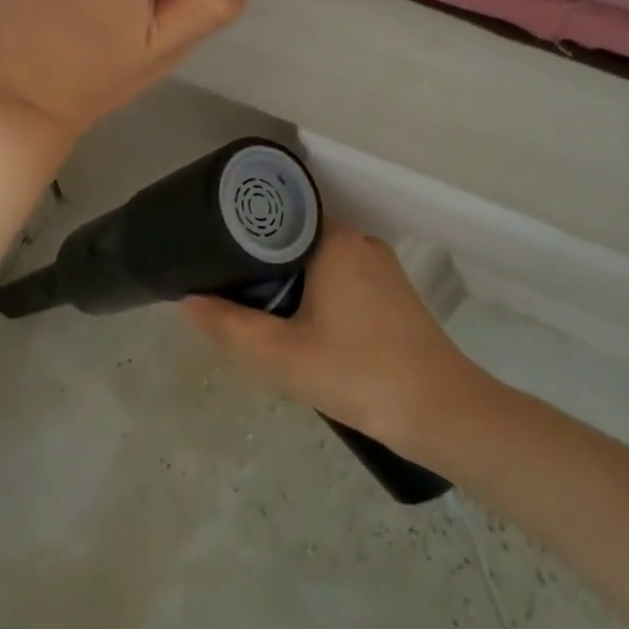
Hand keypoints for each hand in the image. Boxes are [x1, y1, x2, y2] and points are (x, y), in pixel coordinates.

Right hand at [180, 227, 482, 454]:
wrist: (442, 412)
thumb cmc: (358, 374)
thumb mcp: (282, 356)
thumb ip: (229, 326)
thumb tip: (186, 300)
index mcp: (334, 240)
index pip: (276, 216)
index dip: (241, 234)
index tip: (212, 255)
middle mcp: (359, 241)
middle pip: (295, 240)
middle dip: (262, 265)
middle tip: (228, 293)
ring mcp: (380, 266)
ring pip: (318, 262)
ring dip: (290, 283)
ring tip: (256, 311)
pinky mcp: (393, 293)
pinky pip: (340, 278)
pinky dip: (316, 294)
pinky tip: (300, 326)